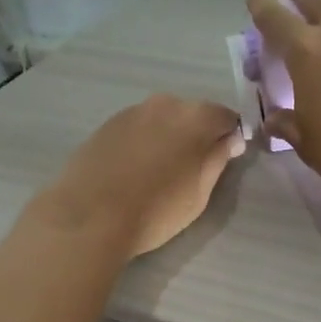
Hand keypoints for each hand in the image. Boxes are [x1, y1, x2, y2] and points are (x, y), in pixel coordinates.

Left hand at [35, 95, 243, 256]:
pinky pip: (136, 129)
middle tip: (192, 169)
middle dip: (197, 135)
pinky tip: (134, 170)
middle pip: (191, 114)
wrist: (89, 217)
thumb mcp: (199, 192)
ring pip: (161, 120)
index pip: (226, 117)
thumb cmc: (156, 210)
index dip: (230, 137)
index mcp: (194, 117)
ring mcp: (131, 112)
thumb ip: (218, 159)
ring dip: (167, 137)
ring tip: (160, 172)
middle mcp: (164, 104)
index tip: (226, 158)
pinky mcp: (105, 125)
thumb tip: (231, 140)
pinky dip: (142, 142)